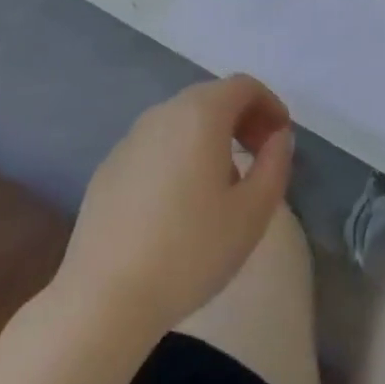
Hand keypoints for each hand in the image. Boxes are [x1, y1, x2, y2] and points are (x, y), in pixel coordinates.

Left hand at [59, 75, 294, 335]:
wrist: (104, 298)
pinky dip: (179, 155)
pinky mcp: (110, 166)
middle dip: (242, 119)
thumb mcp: (252, 213)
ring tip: (223, 185)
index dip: (269, 104)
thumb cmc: (190, 251)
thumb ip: (275, 164)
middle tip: (259, 156)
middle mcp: (164, 112)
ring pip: (182, 122)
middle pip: (212, 98)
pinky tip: (179, 203)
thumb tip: (278, 137)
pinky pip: (156, 146)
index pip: (243, 86)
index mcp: (201, 113)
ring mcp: (132, 137)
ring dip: (211, 138)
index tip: (281, 138)